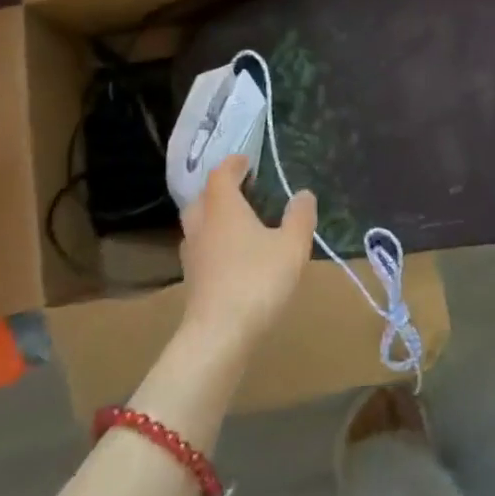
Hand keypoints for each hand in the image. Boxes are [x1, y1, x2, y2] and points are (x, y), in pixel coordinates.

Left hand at [177, 156, 317, 357]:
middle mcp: (201, 225)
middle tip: (240, 190)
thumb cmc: (257, 280)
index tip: (245, 160)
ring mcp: (192, 255)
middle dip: (219, 190)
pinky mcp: (192, 281)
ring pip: (198, 225)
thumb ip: (299, 216)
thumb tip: (303, 194)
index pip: (221, 175)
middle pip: (202, 198)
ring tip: (237, 223)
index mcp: (223, 207)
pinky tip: (232, 257)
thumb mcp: (291, 246)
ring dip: (214, 218)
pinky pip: (201, 250)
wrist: (219, 335)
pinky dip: (213, 244)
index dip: (232, 164)